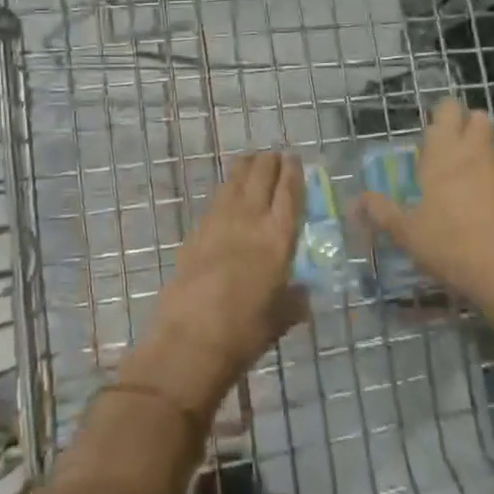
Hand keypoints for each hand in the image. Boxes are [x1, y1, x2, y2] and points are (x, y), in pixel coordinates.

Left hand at [136, 151, 307, 412]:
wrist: (191, 336)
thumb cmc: (246, 330)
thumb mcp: (282, 317)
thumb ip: (295, 300)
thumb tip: (302, 293)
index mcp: (278, 237)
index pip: (289, 192)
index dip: (293, 172)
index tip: (294, 159)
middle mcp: (250, 219)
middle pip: (261, 176)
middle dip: (269, 162)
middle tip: (274, 157)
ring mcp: (219, 221)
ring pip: (235, 180)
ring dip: (246, 167)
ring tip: (251, 160)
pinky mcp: (196, 230)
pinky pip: (216, 199)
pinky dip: (226, 188)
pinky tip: (228, 191)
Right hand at [357, 99, 493, 333]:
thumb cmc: (453, 249)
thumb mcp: (408, 235)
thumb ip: (381, 212)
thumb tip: (358, 200)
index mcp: (445, 155)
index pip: (446, 109)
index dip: (442, 115)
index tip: (434, 134)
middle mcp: (479, 152)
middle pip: (478, 118)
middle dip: (468, 128)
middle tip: (454, 158)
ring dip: (486, 159)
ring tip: (477, 192)